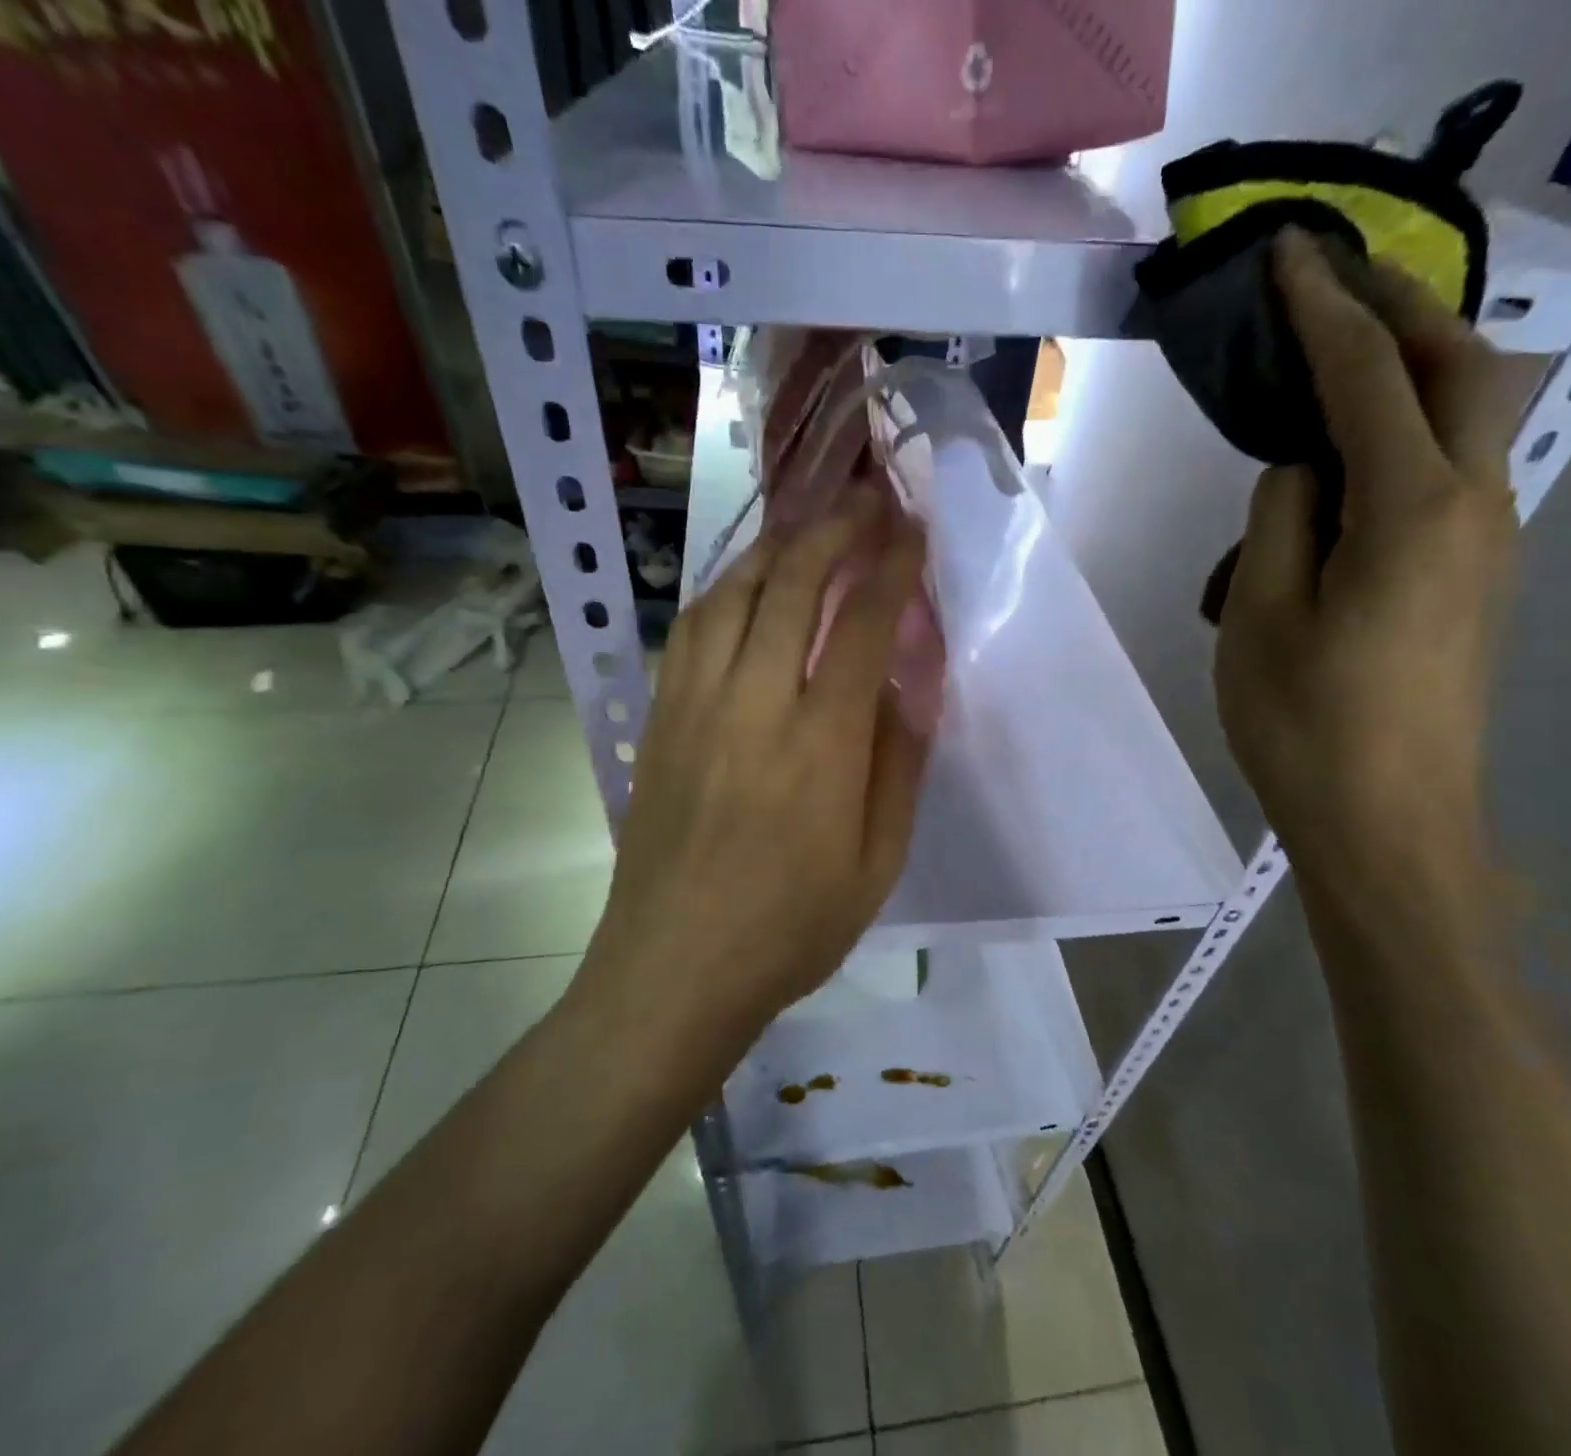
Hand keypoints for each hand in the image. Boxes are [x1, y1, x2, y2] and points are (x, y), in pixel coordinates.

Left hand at [587, 488, 931, 1034]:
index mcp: (820, 746)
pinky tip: (744, 587)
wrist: (672, 971)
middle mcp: (752, 706)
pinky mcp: (658, 721)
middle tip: (865, 499)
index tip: (911, 528)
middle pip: (790, 585)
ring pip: (731, 594)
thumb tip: (907, 688)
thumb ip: (898, 767)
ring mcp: (693, 707)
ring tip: (809, 529)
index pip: (860, 624)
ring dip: (776, 548)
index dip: (890, 565)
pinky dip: (725, 590)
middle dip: (834, 529)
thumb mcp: (878, 866)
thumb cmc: (789, 931)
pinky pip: (690, 629)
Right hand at [1215, 230, 1524, 894]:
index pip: (1368, 376)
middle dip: (1399, 311)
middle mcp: (1475, 508)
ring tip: (1320, 387)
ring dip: (1402, 381)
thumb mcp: (1259, 618)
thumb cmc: (1307, 727)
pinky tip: (1333, 489)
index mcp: (1412, 511)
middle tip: (1329, 289)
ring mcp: (1487, 547)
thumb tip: (1300, 471)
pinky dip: (1398, 448)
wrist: (1389, 826)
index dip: (1324, 308)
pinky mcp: (1474, 582)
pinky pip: (1447, 480)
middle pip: (1462, 369)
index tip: (1287, 254)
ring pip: (1466, 422)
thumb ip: (1278, 522)